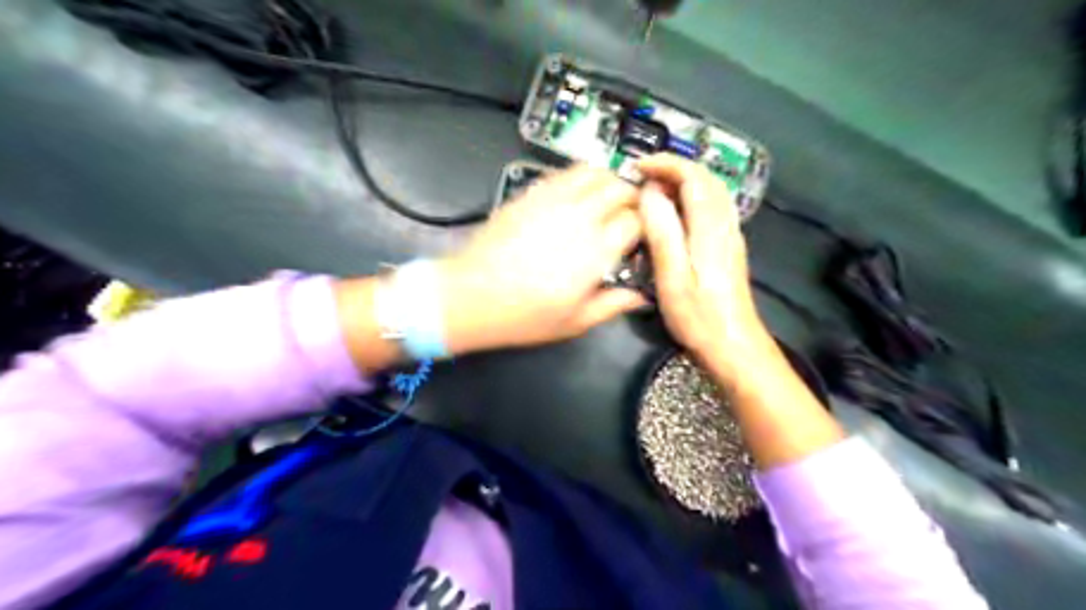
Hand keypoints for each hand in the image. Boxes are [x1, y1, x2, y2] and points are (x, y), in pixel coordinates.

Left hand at [439, 167, 642, 354]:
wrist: (470, 297)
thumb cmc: (522, 315)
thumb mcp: (574, 322)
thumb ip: (612, 305)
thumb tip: (640, 297)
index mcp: (595, 251)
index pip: (636, 220)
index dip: (644, 226)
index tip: (640, 237)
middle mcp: (578, 218)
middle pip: (619, 188)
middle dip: (632, 198)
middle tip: (629, 214)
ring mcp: (551, 201)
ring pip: (593, 171)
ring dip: (607, 180)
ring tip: (607, 197)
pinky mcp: (529, 195)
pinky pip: (562, 173)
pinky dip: (578, 178)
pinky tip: (575, 195)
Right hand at [639, 151, 771, 379]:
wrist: (733, 344)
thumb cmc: (698, 316)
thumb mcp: (672, 277)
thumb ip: (662, 231)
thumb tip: (649, 193)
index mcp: (710, 228)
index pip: (693, 177)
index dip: (666, 164)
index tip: (637, 168)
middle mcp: (725, 224)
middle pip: (706, 179)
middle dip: (674, 168)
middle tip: (643, 176)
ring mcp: (730, 235)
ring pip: (712, 191)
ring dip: (684, 180)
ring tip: (654, 189)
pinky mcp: (729, 247)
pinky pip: (713, 207)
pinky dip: (692, 197)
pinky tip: (674, 213)